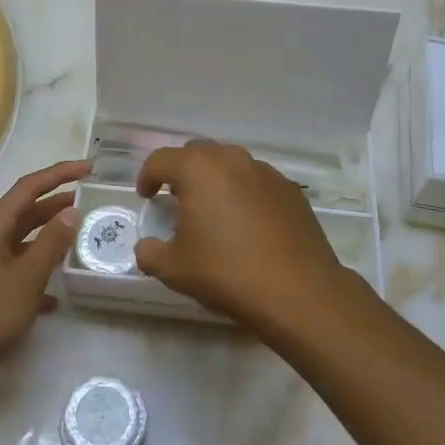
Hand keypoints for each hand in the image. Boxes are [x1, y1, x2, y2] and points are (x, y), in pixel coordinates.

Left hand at [0, 158, 90, 397]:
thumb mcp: (26, 277)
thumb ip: (51, 243)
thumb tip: (70, 210)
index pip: (29, 187)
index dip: (59, 173)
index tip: (89, 169)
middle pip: (25, 212)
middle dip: (56, 203)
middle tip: (89, 201)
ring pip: (23, 243)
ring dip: (49, 239)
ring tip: (79, 239)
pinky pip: (18, 275)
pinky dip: (38, 277)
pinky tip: (56, 297)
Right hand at [135, 141, 345, 329]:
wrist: (298, 291)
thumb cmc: (227, 272)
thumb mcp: (175, 269)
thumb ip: (151, 253)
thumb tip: (146, 248)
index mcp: (198, 169)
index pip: (161, 160)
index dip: (147, 177)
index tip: (146, 197)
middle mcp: (232, 159)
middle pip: (197, 153)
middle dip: (182, 172)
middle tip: (177, 200)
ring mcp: (265, 171)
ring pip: (230, 164)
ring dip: (215, 180)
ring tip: (214, 211)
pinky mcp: (290, 189)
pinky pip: (257, 181)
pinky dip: (244, 193)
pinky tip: (247, 224)